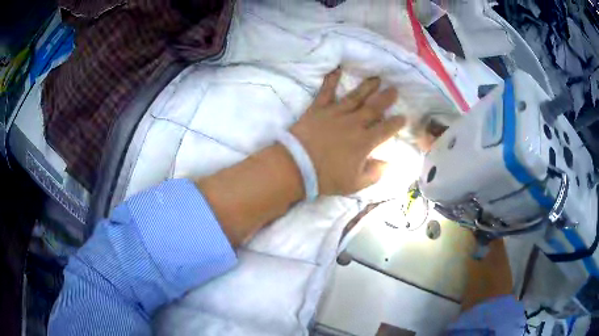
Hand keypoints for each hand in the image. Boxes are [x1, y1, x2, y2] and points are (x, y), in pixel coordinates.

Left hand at [290, 69, 404, 195]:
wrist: (296, 166)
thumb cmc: (326, 177)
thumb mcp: (355, 184)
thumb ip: (374, 173)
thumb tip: (388, 164)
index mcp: (364, 142)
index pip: (386, 129)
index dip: (396, 123)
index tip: (403, 117)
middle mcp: (353, 123)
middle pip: (374, 107)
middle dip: (386, 98)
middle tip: (394, 89)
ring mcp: (335, 113)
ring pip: (355, 97)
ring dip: (367, 87)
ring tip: (376, 79)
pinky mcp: (318, 109)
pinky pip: (326, 92)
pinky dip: (331, 80)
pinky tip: (336, 70)